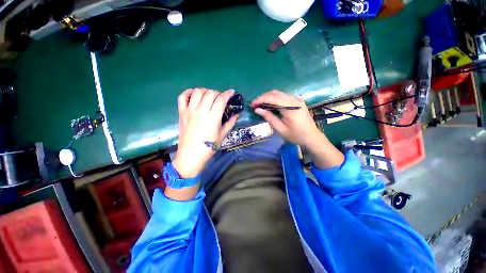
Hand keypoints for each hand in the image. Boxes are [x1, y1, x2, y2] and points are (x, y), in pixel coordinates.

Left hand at [173, 88, 238, 177]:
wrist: (191, 155)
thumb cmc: (209, 146)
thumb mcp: (223, 135)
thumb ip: (230, 123)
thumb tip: (237, 115)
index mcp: (213, 117)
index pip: (221, 99)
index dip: (228, 94)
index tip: (231, 92)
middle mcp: (201, 110)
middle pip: (210, 93)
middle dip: (218, 93)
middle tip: (221, 98)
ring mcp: (190, 110)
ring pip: (197, 92)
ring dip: (205, 91)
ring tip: (209, 96)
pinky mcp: (181, 113)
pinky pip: (182, 97)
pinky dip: (188, 92)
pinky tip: (193, 94)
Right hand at [251, 90, 322, 147]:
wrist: (312, 137)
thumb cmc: (296, 136)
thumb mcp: (280, 129)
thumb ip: (269, 117)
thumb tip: (257, 110)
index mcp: (291, 107)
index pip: (272, 98)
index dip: (260, 100)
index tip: (252, 105)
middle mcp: (294, 100)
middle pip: (275, 93)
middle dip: (263, 97)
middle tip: (255, 105)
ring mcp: (296, 99)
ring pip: (278, 94)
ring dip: (268, 97)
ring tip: (260, 105)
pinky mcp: (297, 101)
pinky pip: (283, 97)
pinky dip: (274, 99)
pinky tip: (269, 105)